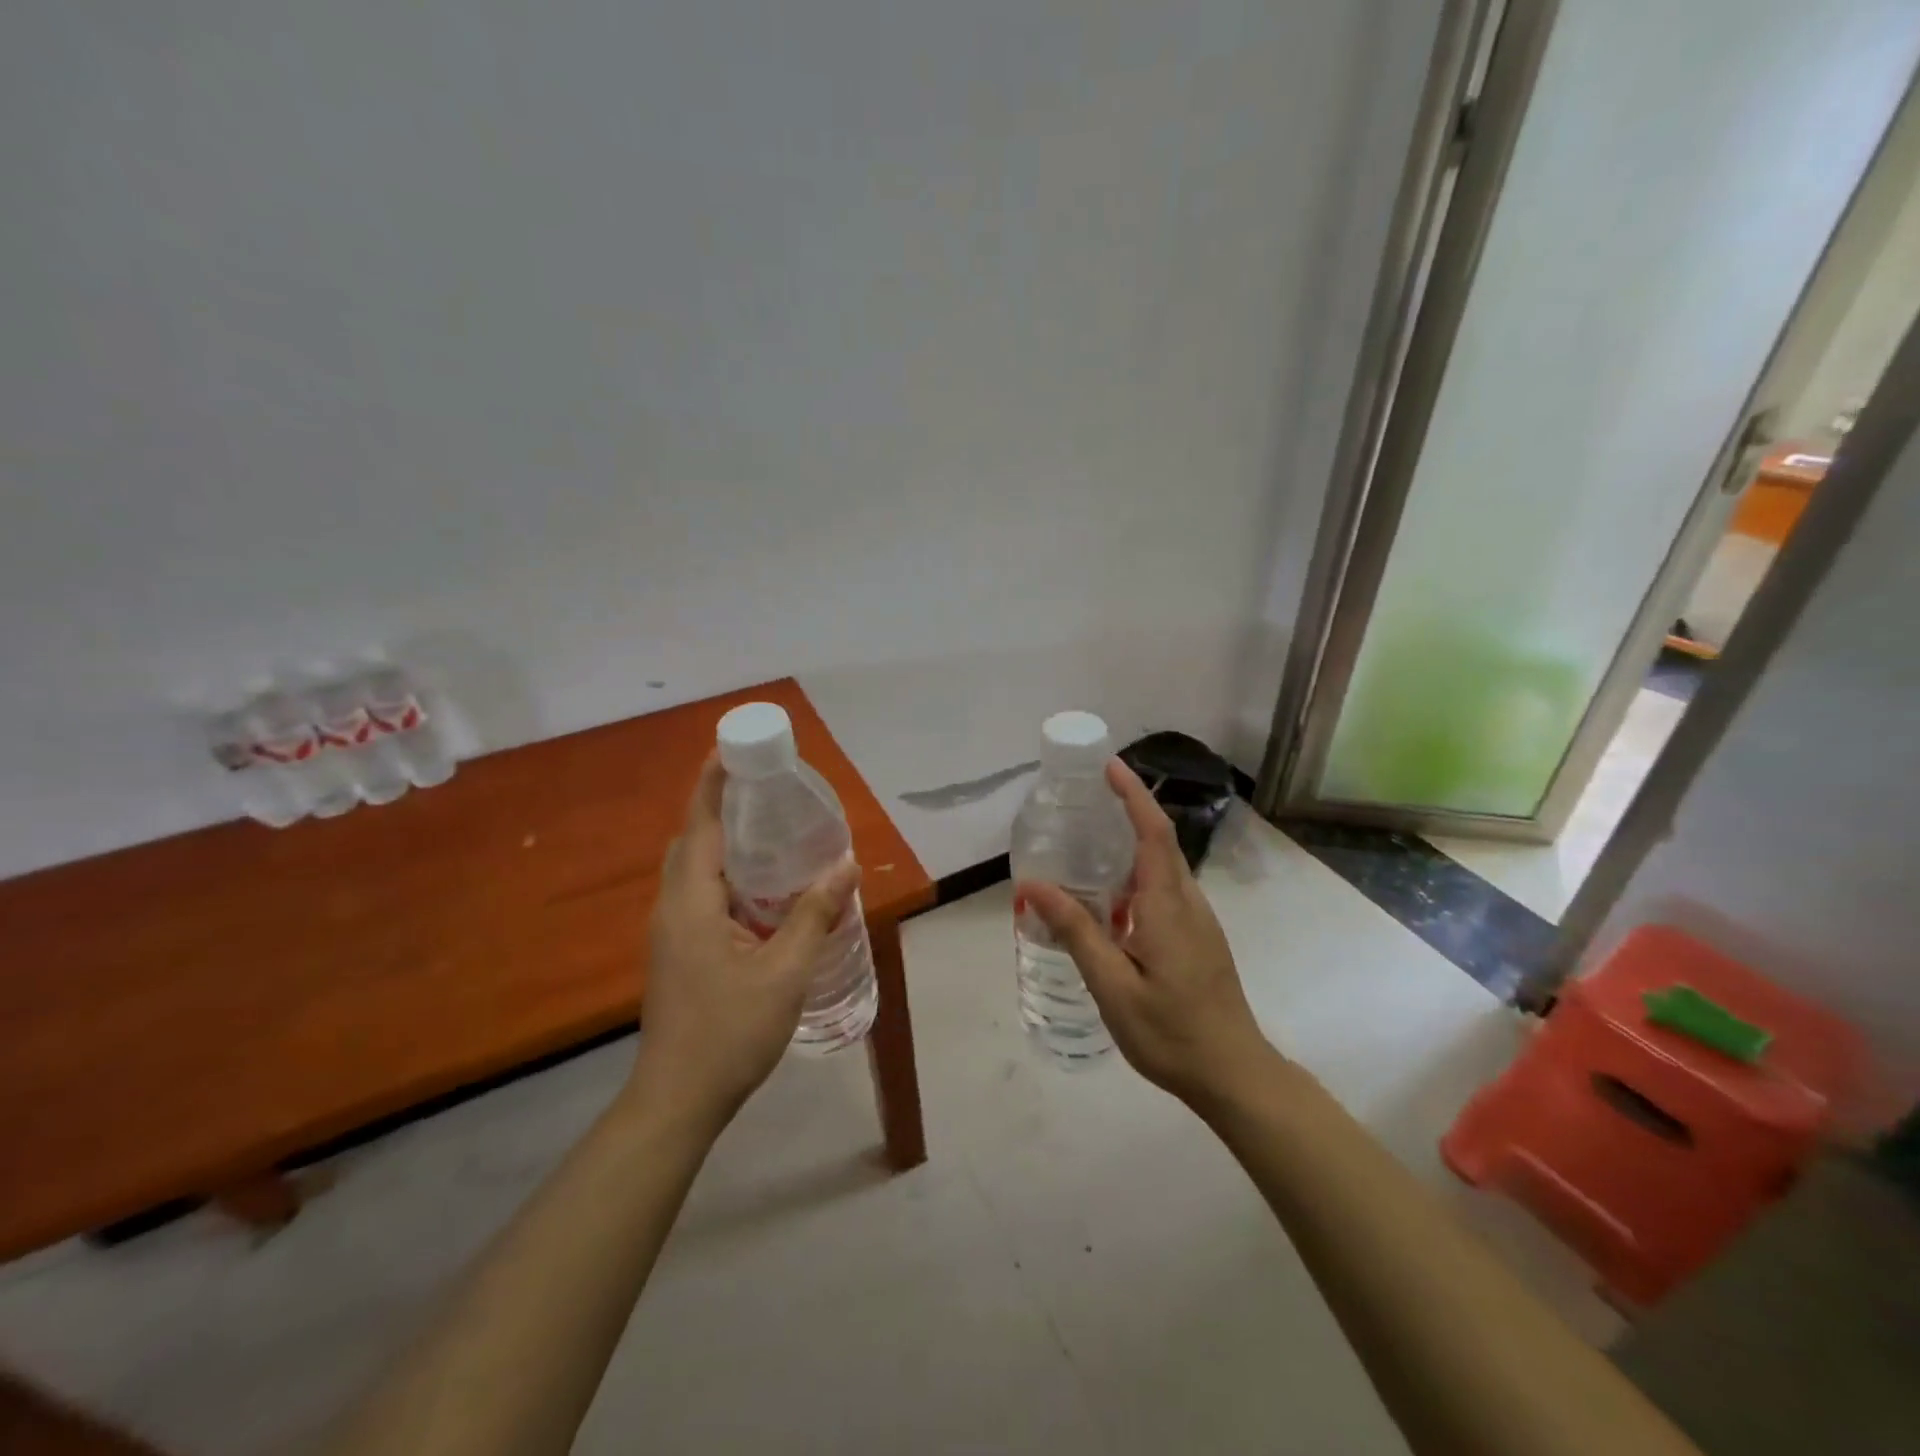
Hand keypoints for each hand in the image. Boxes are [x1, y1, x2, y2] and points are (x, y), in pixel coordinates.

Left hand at [631, 756, 860, 1128]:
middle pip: (693, 840)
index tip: (733, 748)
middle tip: (767, 789)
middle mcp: (673, 908)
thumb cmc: (730, 1032)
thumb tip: (847, 864)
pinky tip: (762, 889)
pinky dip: (726, 874)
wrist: (678, 1100)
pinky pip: (699, 893)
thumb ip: (815, 914)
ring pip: (694, 868)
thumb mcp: (785, 971)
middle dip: (722, 806)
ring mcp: (670, 932)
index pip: (701, 824)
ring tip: (770, 830)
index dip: (714, 783)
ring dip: (724, 841)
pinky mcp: (677, 951)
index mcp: (692, 902)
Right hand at [1017, 759, 1280, 1110]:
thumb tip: (1033, 886)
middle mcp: (1188, 902)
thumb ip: (1076, 932)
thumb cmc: (1171, 1032)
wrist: (1234, 1074)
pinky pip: (1165, 892)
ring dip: (1131, 847)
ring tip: (1087, 848)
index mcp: (1168, 906)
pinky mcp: (1198, 938)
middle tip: (1084, 803)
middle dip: (1128, 812)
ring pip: (1163, 869)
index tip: (1108, 766)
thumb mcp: (1112, 986)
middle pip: (1160, 843)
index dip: (1132, 795)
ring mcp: (1198, 921)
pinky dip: (1137, 878)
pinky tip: (1110, 902)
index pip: (1153, 832)